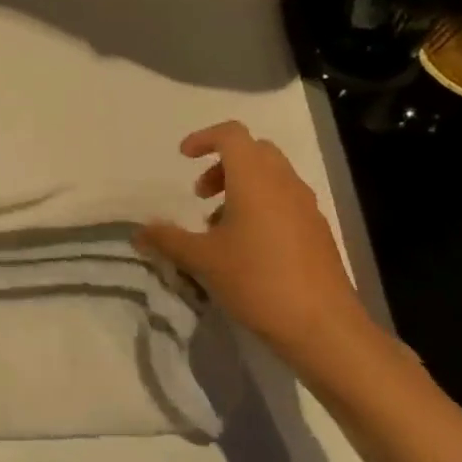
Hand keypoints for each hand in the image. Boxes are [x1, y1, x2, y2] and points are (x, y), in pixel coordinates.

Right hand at [135, 122, 370, 371]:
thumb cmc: (257, 281)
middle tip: (201, 195)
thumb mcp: (202, 260)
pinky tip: (246, 247)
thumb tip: (139, 232)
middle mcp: (284, 183)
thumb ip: (168, 239)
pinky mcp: (317, 231)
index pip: (231, 134)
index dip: (204, 138)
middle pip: (254, 151)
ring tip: (219, 226)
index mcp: (255, 179)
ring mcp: (306, 206)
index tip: (183, 157)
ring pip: (271, 176)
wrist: (322, 326)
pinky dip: (261, 206)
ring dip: (241, 186)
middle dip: (222, 164)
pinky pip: (285, 200)